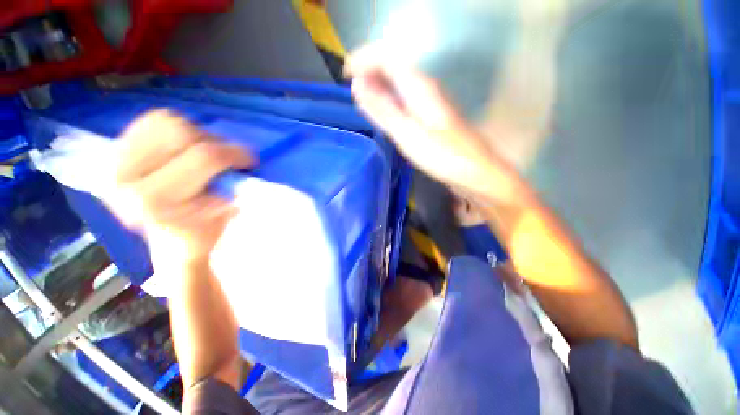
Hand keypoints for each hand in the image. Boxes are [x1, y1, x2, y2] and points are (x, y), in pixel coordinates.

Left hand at [113, 110, 253, 267]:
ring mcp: (115, 157)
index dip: (236, 153)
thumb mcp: (218, 221)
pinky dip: (178, 128)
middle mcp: (125, 174)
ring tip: (206, 154)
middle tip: (229, 158)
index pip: (203, 157)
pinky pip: (154, 120)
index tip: (251, 161)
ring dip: (197, 135)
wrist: (159, 238)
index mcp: (153, 200)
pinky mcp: (116, 146)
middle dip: (217, 143)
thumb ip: (229, 194)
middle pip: (183, 133)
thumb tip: (237, 172)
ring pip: (169, 122)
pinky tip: (186, 147)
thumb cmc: (194, 234)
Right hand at [346, 44, 507, 195]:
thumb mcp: (408, 133)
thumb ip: (383, 109)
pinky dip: (390, 102)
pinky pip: (405, 101)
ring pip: (399, 86)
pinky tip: (383, 112)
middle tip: (350, 87)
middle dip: (369, 73)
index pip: (387, 58)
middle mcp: (425, 89)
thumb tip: (358, 86)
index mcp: (419, 87)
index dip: (364, 61)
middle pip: (394, 69)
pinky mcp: (430, 118)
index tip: (345, 74)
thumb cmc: (441, 155)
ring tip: (361, 98)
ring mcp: (429, 104)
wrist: (473, 171)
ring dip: (379, 88)